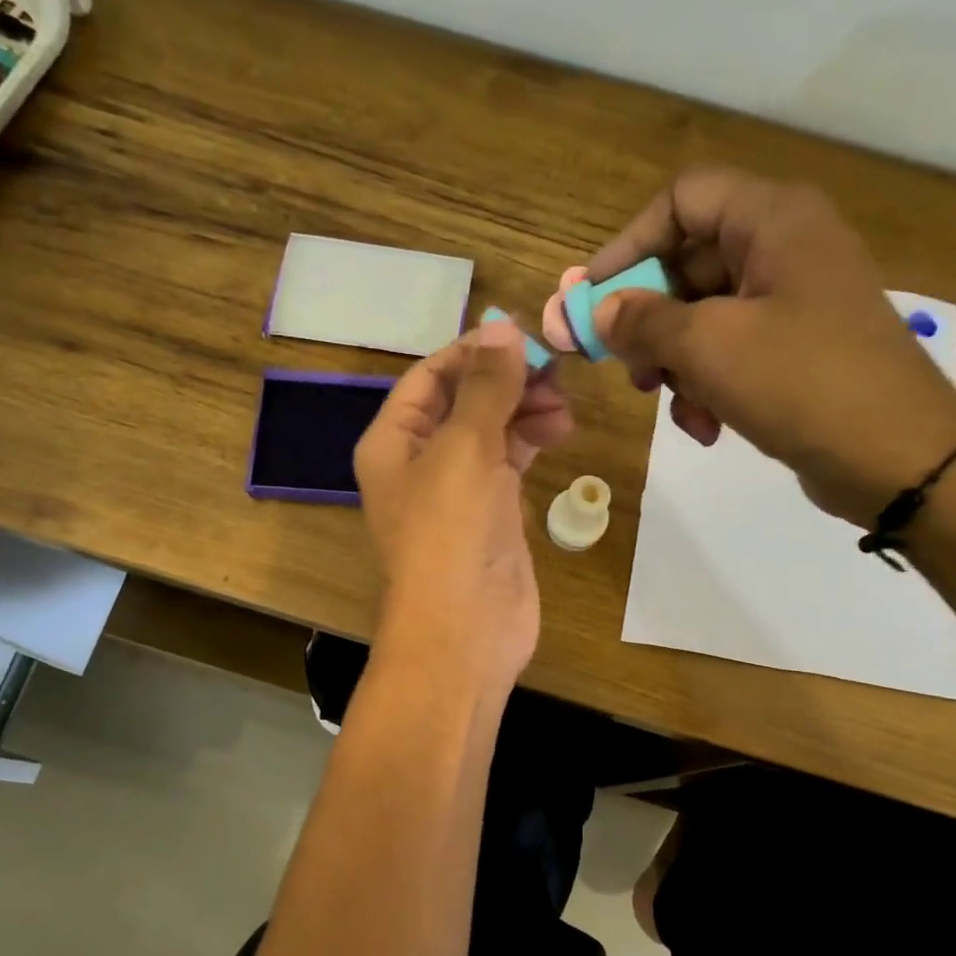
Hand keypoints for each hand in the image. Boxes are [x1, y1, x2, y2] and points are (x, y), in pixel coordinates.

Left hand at [354, 319, 574, 689]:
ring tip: (564, 408)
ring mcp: (455, 491)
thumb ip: (486, 386)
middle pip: (462, 401)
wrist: (466, 630)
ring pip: (490, 431)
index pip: (429, 376)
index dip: (474, 351)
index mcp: (392, 442)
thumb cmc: (451, 532)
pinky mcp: (490, 516)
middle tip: (556, 373)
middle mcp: (418, 462)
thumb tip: (502, 325)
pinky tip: (558, 431)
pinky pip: (507, 464)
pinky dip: (530, 442)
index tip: (525, 337)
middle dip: (506, 382)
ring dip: (524, 410)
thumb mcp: (465, 447)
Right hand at [587, 166, 955, 527]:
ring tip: (671, 405)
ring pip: (703, 317)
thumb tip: (601, 311)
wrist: (896, 455)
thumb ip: (644, 321)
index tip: (592, 299)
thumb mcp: (708, 346)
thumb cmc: (800, 381)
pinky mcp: (796, 350)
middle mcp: (784, 248)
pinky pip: (731, 353)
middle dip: (649, 321)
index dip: (628, 244)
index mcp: (772, 219)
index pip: (681, 200)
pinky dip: (708, 386)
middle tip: (625, 367)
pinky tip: (706, 428)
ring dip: (676, 365)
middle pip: (687, 264)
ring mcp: (793, 302)